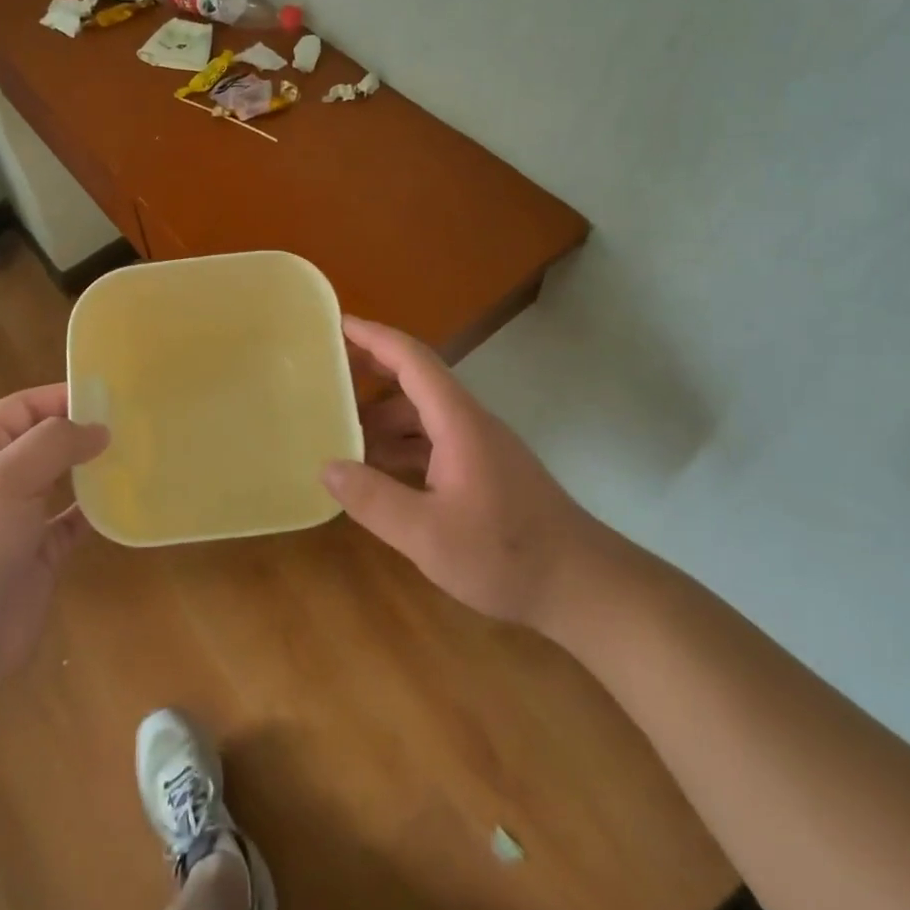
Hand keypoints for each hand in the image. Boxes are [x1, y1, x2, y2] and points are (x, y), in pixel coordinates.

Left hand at [0, 385, 106, 686]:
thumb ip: (54, 443)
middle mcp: (0, 478)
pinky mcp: (41, 553)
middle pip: (48, 440)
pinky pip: (76, 520)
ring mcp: (21, 517)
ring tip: (138, 454)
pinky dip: (98, 510)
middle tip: (134, 422)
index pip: (25, 406)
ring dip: (95, 468)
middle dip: (84, 430)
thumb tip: (99, 428)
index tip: (109, 394)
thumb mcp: (5, 479)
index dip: (62, 395)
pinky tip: (125, 500)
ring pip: (65, 478)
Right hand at [324, 318, 605, 631]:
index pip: (412, 360)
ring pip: (423, 415)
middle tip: (325, 371)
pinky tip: (379, 472)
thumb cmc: (506, 554)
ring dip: (383, 417)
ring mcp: (480, 447)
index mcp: (457, 421)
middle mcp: (469, 423)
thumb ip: (374, 500)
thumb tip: (326, 467)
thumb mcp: (428, 535)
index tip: (337, 323)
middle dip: (371, 370)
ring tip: (340, 431)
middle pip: (416, 380)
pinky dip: (401, 445)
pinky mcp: (485, 472)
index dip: (373, 337)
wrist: (584, 587)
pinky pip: (433, 442)